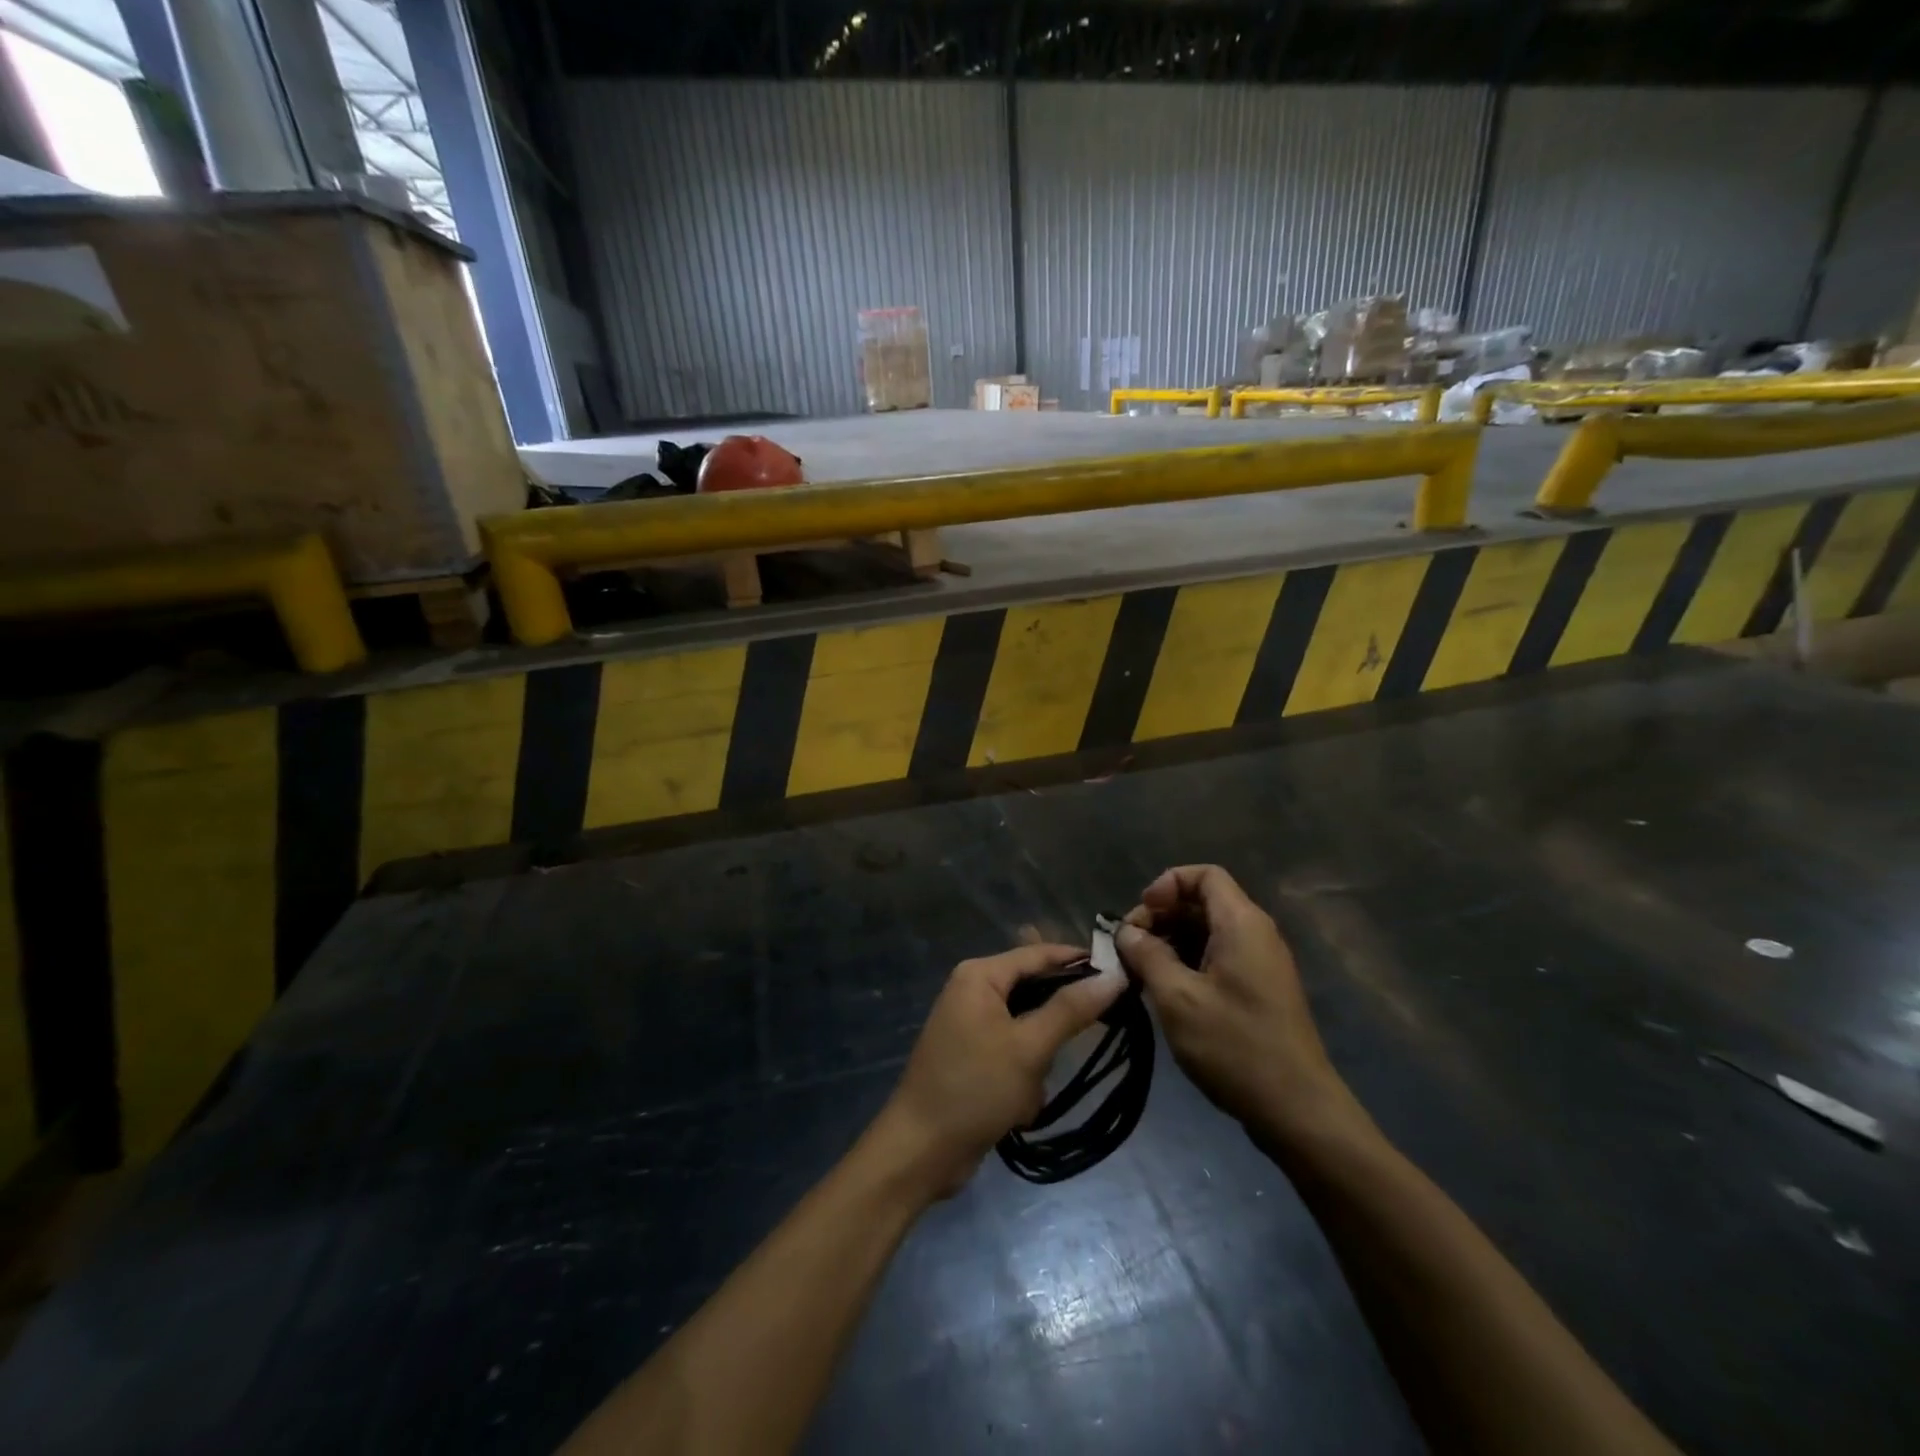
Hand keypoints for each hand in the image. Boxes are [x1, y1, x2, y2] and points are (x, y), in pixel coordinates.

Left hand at [873, 943, 1127, 1199]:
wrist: (921, 1151)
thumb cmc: (974, 1088)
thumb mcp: (1028, 1047)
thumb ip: (1071, 1009)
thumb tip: (1114, 976)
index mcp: (980, 975)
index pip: (1039, 954)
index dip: (1080, 961)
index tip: (1123, 974)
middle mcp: (974, 991)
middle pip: (1035, 992)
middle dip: (1053, 1028)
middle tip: (1079, 1046)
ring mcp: (973, 1026)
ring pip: (1030, 1030)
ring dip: (1038, 1063)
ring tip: (1030, 1089)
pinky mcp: (975, 1058)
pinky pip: (1016, 1055)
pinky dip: (1024, 1079)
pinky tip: (1017, 1108)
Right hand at [1117, 865, 1365, 1145]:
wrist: (1297, 1110)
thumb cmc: (1235, 1046)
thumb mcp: (1177, 998)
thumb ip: (1147, 955)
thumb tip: (1127, 933)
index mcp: (1242, 923)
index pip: (1204, 875)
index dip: (1167, 885)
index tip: (1141, 917)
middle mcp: (1255, 933)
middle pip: (1202, 901)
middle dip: (1162, 916)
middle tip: (1130, 949)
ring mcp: (1259, 963)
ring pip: (1207, 931)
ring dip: (1170, 942)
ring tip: (1141, 972)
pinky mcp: (1258, 989)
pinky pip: (1217, 957)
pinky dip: (1187, 962)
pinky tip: (1165, 991)